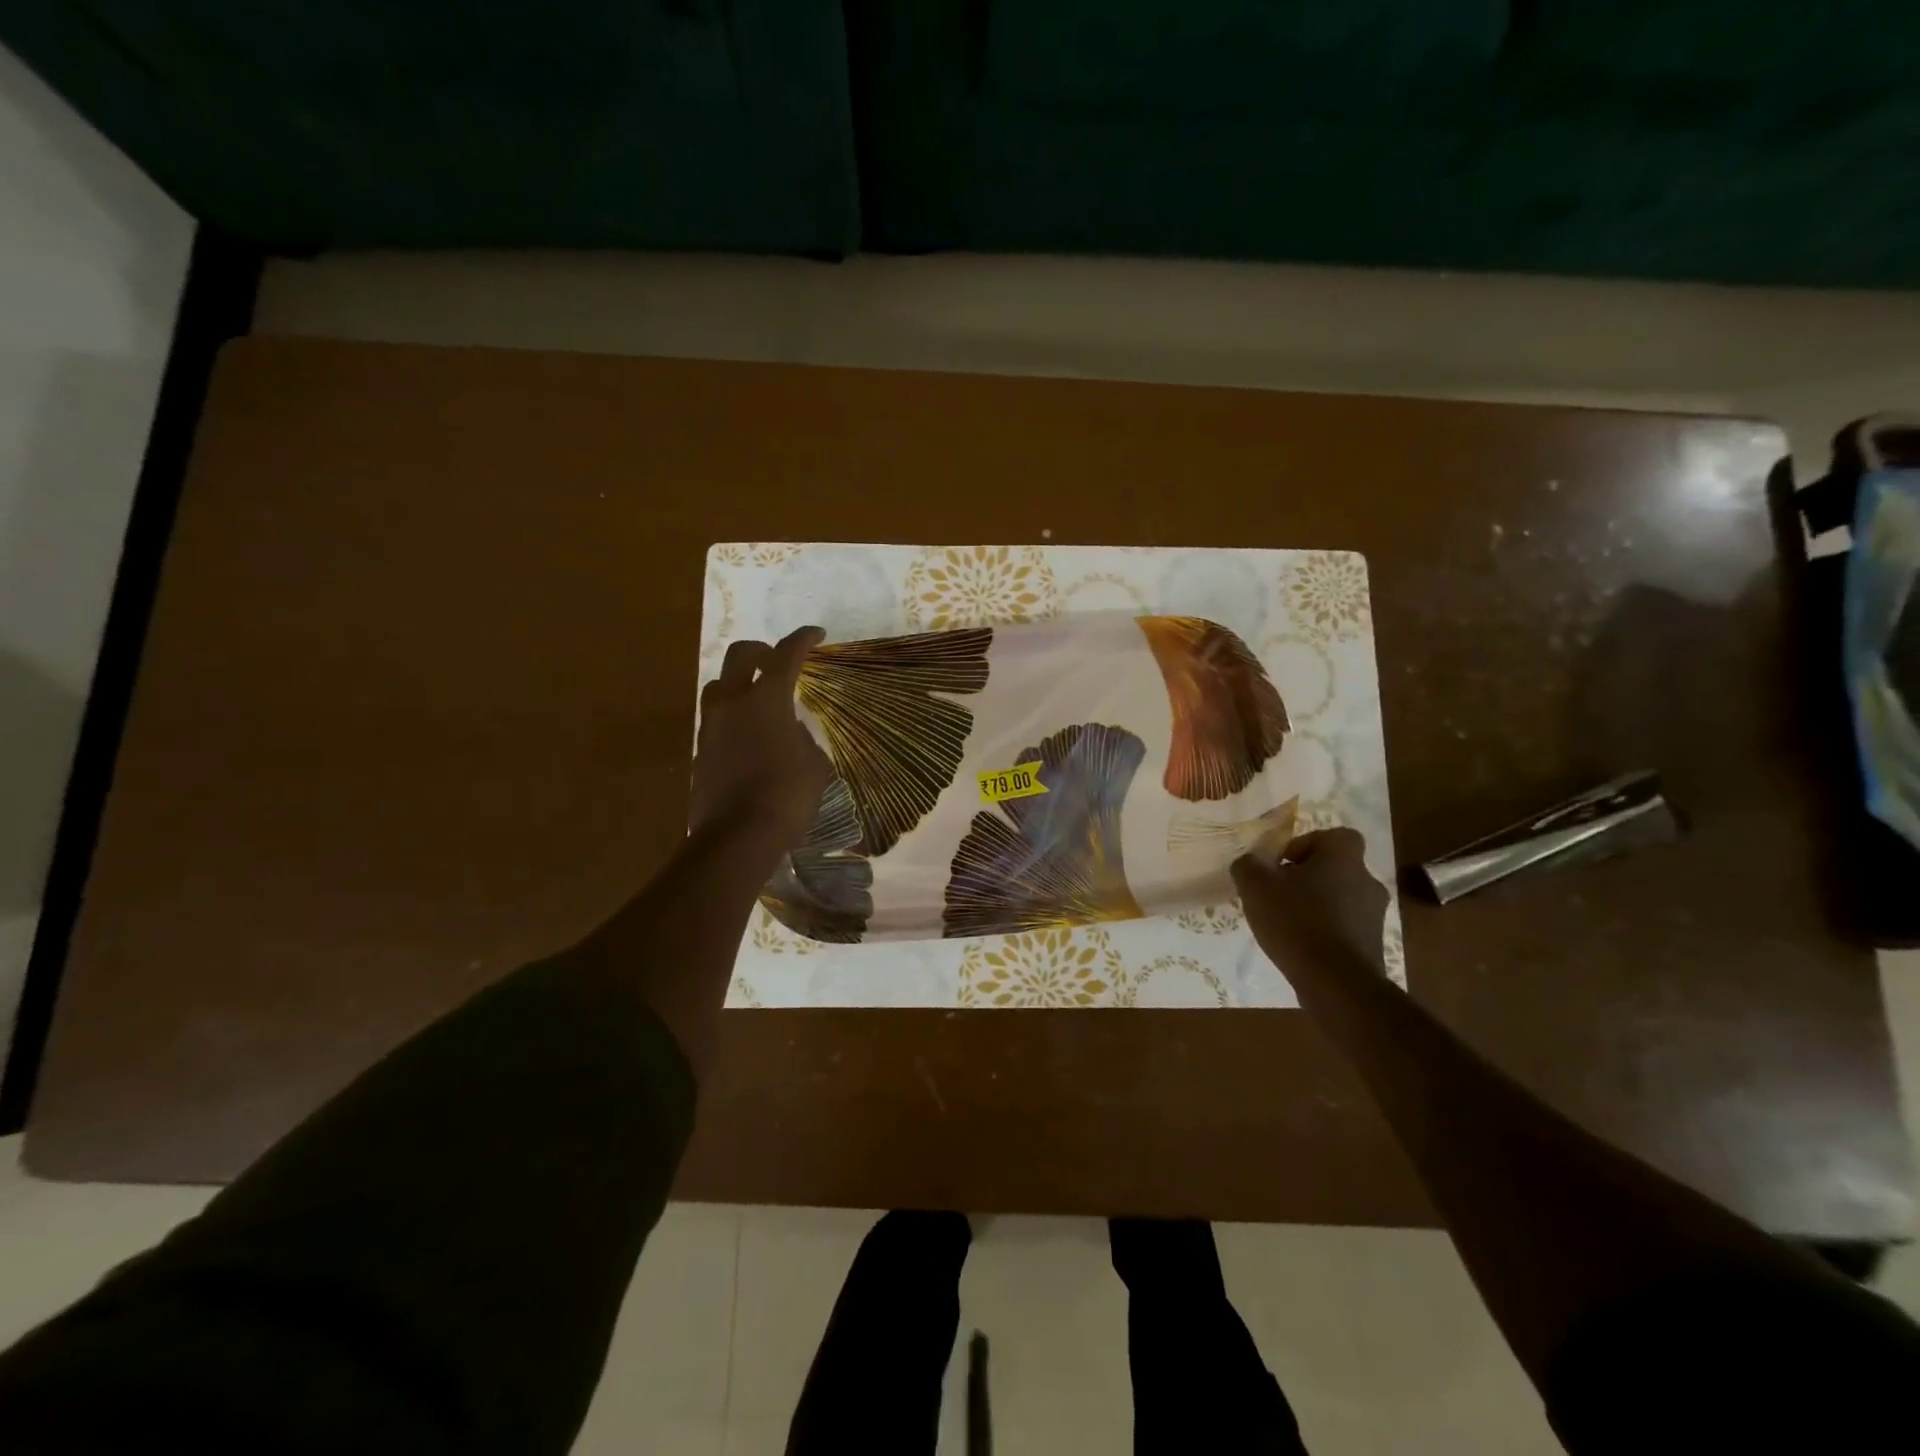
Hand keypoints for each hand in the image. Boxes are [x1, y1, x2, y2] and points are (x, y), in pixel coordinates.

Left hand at [691, 627, 831, 854]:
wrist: (738, 837)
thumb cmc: (787, 796)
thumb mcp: (814, 764)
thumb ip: (801, 737)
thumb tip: (789, 731)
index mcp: (766, 699)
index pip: (786, 655)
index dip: (803, 640)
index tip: (817, 634)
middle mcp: (732, 702)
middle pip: (740, 655)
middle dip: (761, 651)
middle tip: (778, 661)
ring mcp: (710, 726)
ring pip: (718, 685)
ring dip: (738, 683)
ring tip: (757, 700)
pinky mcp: (699, 750)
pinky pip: (714, 719)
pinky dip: (731, 716)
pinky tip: (748, 737)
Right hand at [1231, 827, 1388, 979]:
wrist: (1335, 982)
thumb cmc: (1296, 921)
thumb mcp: (1255, 886)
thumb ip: (1248, 865)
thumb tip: (1250, 862)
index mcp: (1343, 857)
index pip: (1334, 835)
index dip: (1306, 844)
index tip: (1282, 864)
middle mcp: (1367, 880)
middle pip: (1334, 868)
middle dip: (1307, 877)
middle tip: (1278, 893)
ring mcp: (1375, 914)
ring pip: (1340, 897)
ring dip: (1316, 904)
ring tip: (1286, 922)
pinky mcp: (1373, 943)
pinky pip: (1344, 925)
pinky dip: (1325, 929)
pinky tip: (1301, 945)